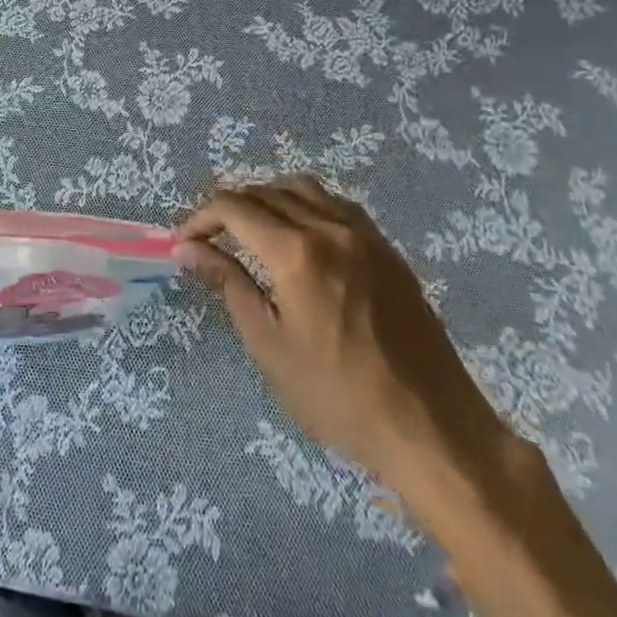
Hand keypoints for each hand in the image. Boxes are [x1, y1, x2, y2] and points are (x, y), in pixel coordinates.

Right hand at [178, 177, 517, 495]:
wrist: (431, 427)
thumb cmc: (337, 395)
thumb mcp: (268, 344)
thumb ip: (228, 284)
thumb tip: (190, 249)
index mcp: (296, 252)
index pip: (233, 207)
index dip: (200, 218)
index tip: (185, 242)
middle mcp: (329, 228)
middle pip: (264, 191)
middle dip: (229, 208)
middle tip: (210, 240)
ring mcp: (364, 234)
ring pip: (302, 189)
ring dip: (267, 199)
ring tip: (251, 231)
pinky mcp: (387, 249)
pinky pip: (336, 204)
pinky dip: (305, 205)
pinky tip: (299, 236)